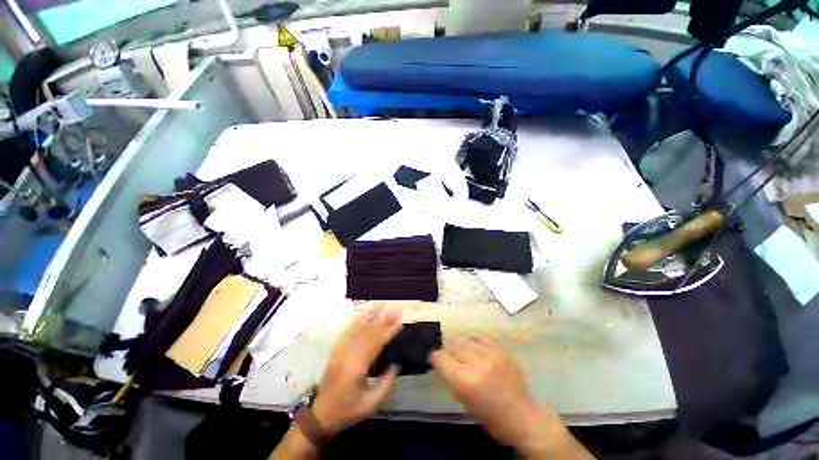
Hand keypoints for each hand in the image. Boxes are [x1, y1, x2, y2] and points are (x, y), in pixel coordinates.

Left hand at [311, 307, 401, 435]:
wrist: (321, 415)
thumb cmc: (348, 410)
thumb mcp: (371, 403)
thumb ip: (386, 383)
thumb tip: (396, 364)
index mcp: (357, 367)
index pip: (376, 343)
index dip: (389, 331)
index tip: (400, 322)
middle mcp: (348, 354)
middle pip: (368, 332)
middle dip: (383, 319)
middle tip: (396, 309)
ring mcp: (340, 350)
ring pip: (358, 328)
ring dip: (371, 316)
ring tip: (382, 306)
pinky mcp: (336, 350)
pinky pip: (348, 331)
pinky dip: (357, 321)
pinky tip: (365, 314)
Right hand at [431, 336, 541, 446]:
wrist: (522, 417)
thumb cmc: (489, 417)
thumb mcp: (463, 401)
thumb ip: (450, 378)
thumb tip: (441, 362)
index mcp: (465, 380)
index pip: (440, 356)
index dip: (436, 359)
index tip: (438, 363)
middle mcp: (477, 362)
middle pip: (453, 344)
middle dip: (450, 352)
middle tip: (453, 361)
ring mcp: (492, 353)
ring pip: (466, 338)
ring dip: (463, 346)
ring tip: (467, 355)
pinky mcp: (502, 349)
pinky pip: (481, 338)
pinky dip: (477, 343)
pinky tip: (479, 352)